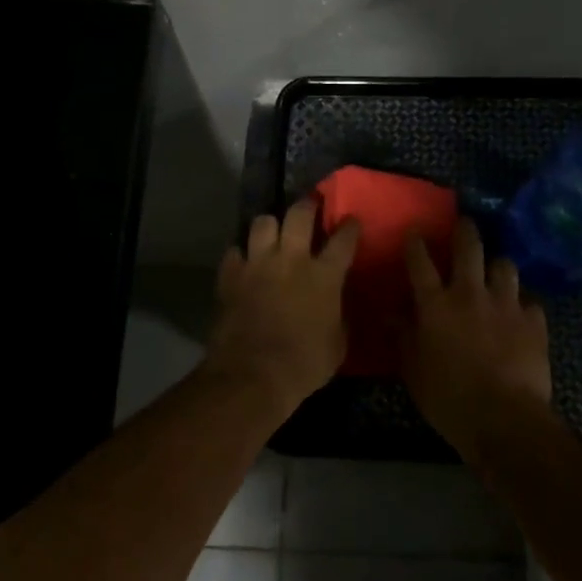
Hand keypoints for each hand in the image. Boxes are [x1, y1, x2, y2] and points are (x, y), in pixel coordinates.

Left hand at [206, 201, 358, 419]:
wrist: (252, 376)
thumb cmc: (303, 365)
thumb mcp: (337, 346)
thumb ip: (339, 318)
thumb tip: (337, 310)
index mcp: (324, 276)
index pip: (343, 239)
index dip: (350, 227)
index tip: (351, 221)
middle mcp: (291, 260)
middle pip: (299, 214)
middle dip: (307, 205)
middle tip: (309, 206)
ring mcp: (257, 264)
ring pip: (262, 223)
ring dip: (270, 225)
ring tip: (272, 232)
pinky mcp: (230, 276)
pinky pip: (234, 252)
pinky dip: (240, 254)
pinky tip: (243, 261)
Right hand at [402, 218, 552, 461]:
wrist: (505, 419)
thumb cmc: (449, 399)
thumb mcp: (413, 371)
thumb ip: (403, 336)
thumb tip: (392, 313)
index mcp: (436, 304)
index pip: (420, 261)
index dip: (416, 242)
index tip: (415, 231)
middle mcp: (470, 293)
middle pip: (469, 247)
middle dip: (464, 230)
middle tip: (464, 225)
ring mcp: (506, 304)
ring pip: (505, 265)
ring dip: (497, 266)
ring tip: (496, 271)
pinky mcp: (534, 321)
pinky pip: (529, 302)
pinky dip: (523, 305)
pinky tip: (521, 316)